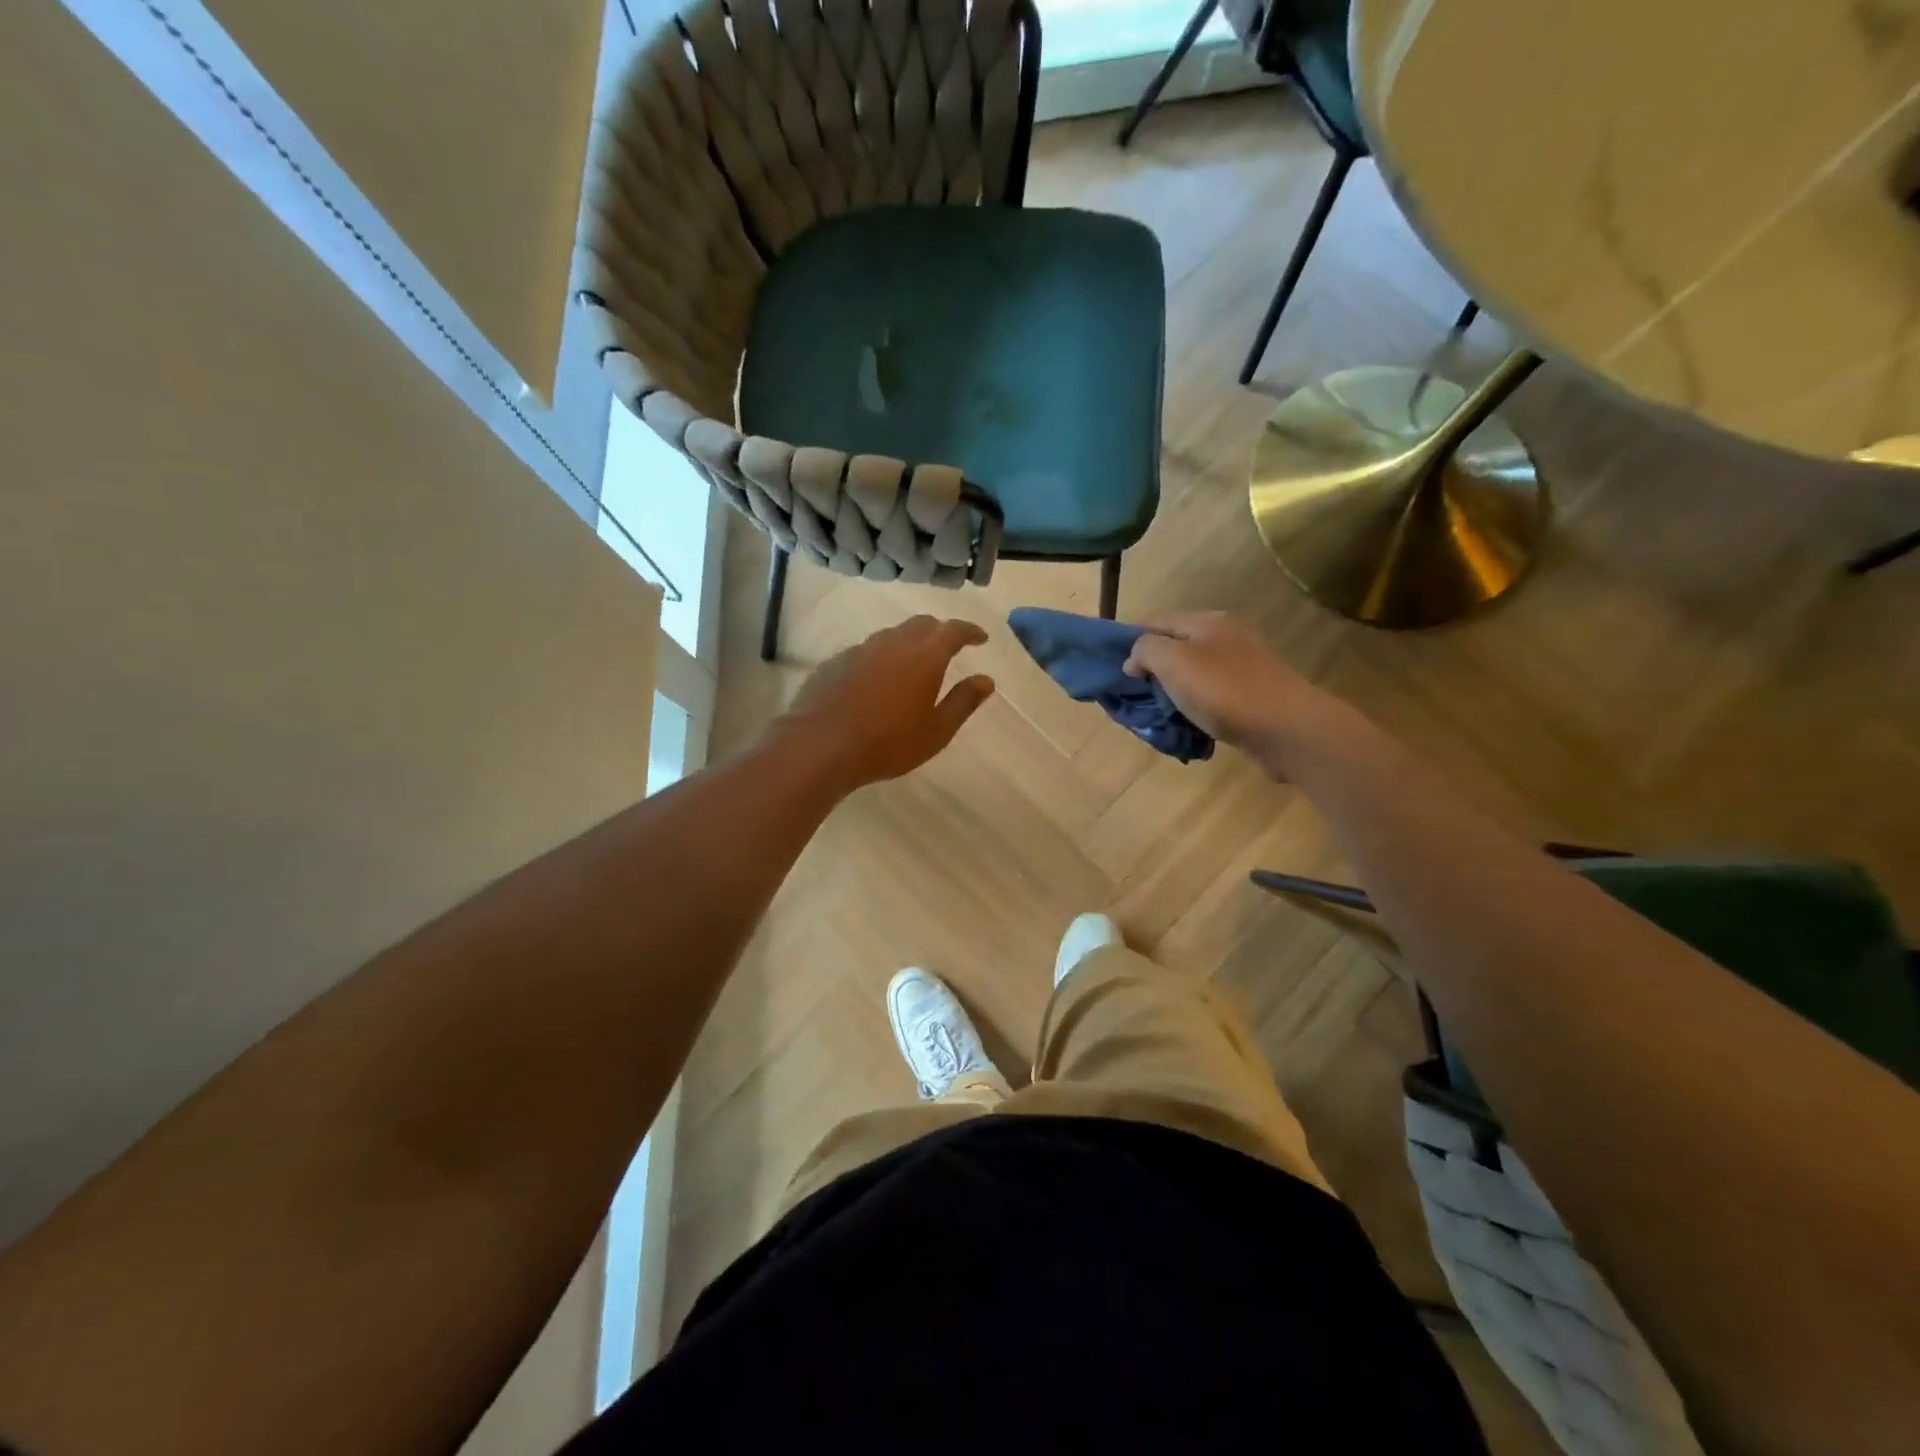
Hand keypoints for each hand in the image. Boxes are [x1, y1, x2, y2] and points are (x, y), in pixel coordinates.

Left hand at [779, 616, 994, 789]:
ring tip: (913, 662)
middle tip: (949, 646)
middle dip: (939, 631)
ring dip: (908, 642)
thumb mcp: (937, 730)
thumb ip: (963, 702)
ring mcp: (860, 650)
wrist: (821, 745)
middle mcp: (893, 643)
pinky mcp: (835, 662)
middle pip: (921, 625)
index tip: (981, 638)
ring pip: (891, 635)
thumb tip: (986, 680)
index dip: (970, 631)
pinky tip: (877, 679)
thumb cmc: (889, 742)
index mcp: (925, 656)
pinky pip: (866, 651)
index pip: (953, 630)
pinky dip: (881, 658)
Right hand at [1122, 612, 1340, 770]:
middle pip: (1175, 649)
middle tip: (1137, 699)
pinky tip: (1191, 728)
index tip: (1117, 674)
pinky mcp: (1253, 696)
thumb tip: (1134, 659)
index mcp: (1206, 621)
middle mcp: (1226, 637)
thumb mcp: (1173, 661)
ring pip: (1193, 676)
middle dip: (1153, 672)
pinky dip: (1197, 710)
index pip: (1156, 622)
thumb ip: (1145, 650)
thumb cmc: (1223, 690)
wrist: (1287, 729)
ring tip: (1162, 717)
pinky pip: (1212, 698)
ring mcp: (1243, 667)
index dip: (1131, 644)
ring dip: (1174, 695)